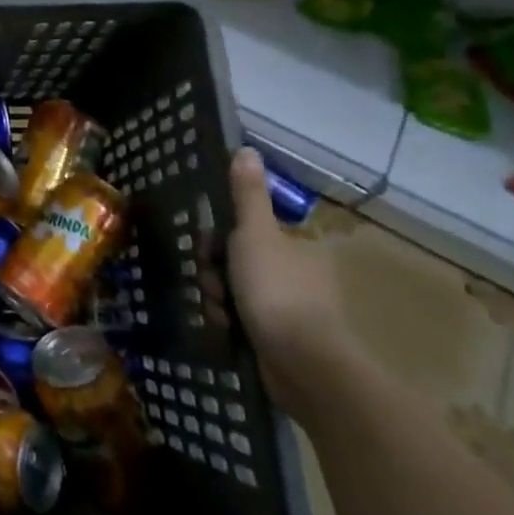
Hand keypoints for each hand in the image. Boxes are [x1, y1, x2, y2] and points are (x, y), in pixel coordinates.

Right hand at [225, 147, 354, 422]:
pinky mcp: (281, 341)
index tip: (208, 249)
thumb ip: (247, 194)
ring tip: (220, 312)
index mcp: (296, 247)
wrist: (304, 365)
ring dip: (218, 299)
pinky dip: (230, 324)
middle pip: (236, 262)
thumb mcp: (255, 234)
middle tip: (212, 284)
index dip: (219, 238)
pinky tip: (227, 330)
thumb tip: (246, 149)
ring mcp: (290, 311)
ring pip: (234, 292)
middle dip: (215, 273)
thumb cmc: (277, 290)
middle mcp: (297, 275)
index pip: (245, 231)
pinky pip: (242, 321)